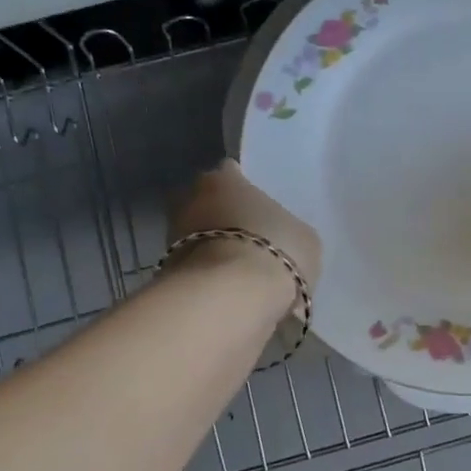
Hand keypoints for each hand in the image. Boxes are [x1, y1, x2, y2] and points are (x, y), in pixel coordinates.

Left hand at [169, 160, 321, 301]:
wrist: (230, 297)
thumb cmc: (274, 249)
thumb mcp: (304, 238)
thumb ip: (289, 231)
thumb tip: (282, 239)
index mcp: (225, 179)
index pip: (231, 172)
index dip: (244, 189)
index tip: (258, 207)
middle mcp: (191, 199)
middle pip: (207, 204)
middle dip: (223, 219)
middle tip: (249, 240)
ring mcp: (173, 236)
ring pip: (197, 237)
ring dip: (213, 250)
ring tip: (241, 273)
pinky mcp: (166, 273)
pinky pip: (194, 270)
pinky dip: (207, 278)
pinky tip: (229, 292)